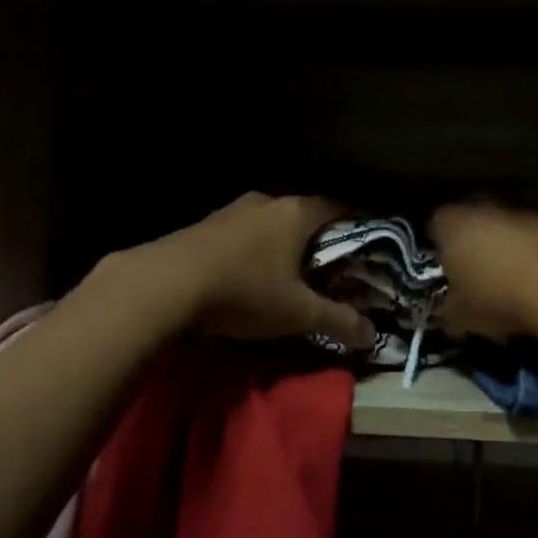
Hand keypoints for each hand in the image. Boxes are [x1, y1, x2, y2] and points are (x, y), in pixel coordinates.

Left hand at [150, 193, 376, 351]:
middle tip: (328, 265)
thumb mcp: (297, 313)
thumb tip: (373, 336)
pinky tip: (247, 273)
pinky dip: (251, 249)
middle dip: (316, 237)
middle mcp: (266, 201)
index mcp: (296, 212)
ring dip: (279, 243)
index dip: (355, 224)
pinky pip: (241, 232)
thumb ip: (338, 321)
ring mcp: (231, 210)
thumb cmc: (244, 291)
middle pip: (302, 213)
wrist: (164, 285)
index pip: (338, 206)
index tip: (364, 246)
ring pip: (269, 222)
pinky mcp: (203, 225)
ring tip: (287, 271)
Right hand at [430, 201, 537, 341]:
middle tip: (474, 268)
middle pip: (472, 217)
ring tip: (511, 278)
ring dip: (507, 244)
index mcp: (453, 225)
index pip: (435, 223)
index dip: (437, 243)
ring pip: (506, 225)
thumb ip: (449, 308)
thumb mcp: (459, 317)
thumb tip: (450, 308)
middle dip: (472, 238)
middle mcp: (486, 209)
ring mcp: (524, 213)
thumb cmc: (496, 299)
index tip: (443, 265)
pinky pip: (536, 238)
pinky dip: (535, 253)